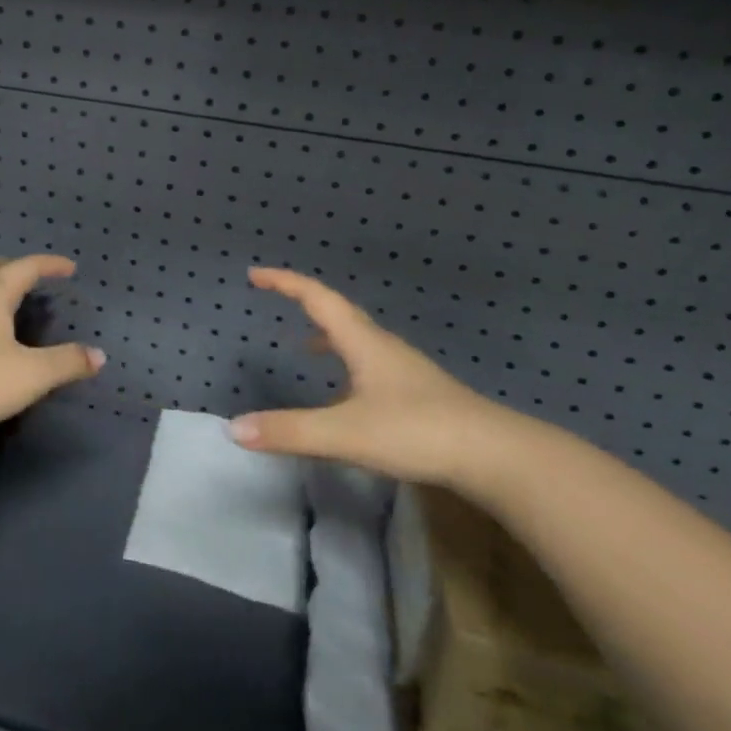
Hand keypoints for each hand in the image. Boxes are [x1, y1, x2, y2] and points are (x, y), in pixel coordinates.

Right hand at [230, 267, 517, 483]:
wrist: (496, 456)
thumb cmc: (417, 432)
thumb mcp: (346, 434)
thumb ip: (290, 431)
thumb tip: (235, 427)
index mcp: (363, 342)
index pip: (317, 298)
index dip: (285, 283)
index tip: (256, 275)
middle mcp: (382, 347)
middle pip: (338, 313)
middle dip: (304, 302)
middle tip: (276, 298)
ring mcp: (404, 371)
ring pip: (358, 341)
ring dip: (327, 335)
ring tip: (305, 347)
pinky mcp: (419, 395)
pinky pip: (371, 367)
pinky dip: (347, 367)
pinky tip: (347, 398)